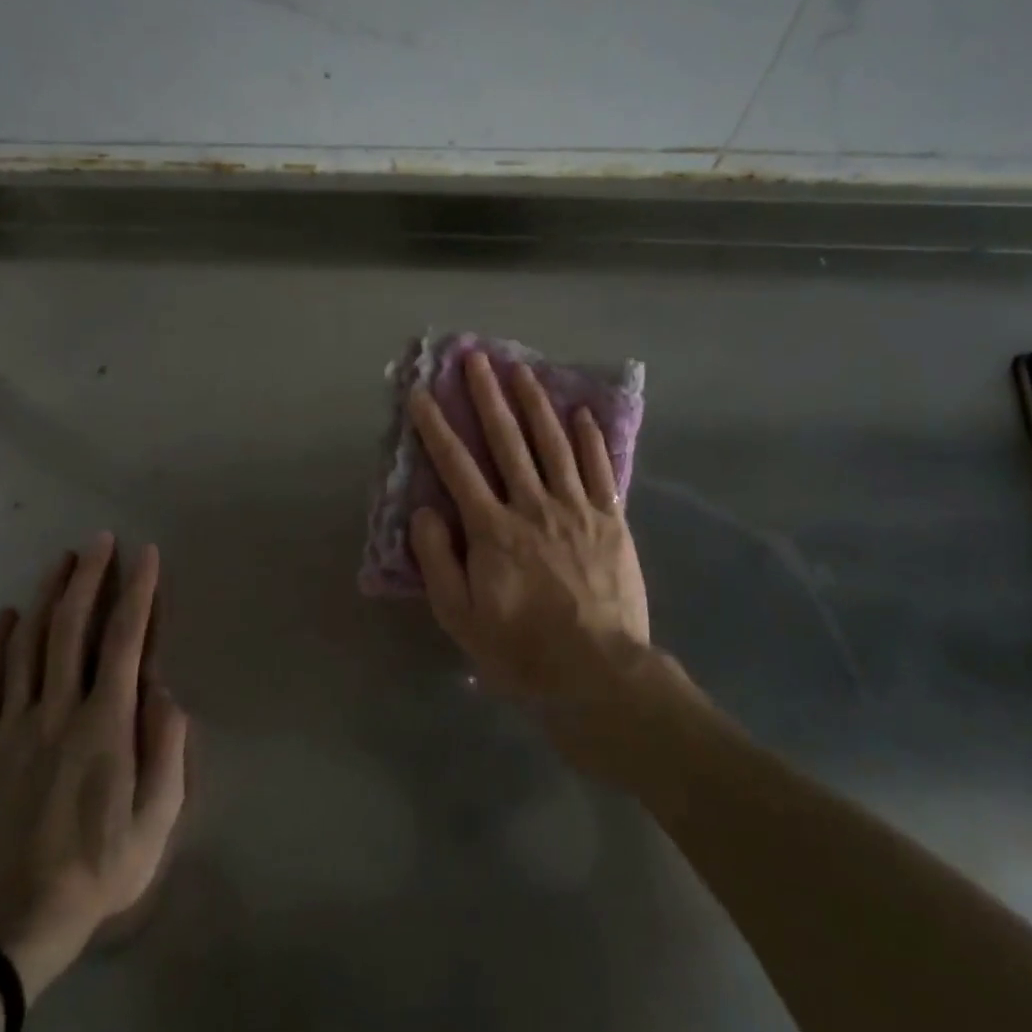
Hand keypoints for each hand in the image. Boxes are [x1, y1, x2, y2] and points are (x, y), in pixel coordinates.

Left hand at [0, 534, 188, 997]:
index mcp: (107, 723)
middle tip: (100, 540)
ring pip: (30, 646)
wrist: (23, 916)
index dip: (138, 592)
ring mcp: (18, 726)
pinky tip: (5, 614)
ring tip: (62, 559)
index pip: (126, 640)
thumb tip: (164, 689)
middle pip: (72, 629)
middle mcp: (60, 711)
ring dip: (47, 597)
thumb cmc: (106, 862)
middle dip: (88, 578)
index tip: (146, 554)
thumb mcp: (160, 812)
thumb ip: (167, 744)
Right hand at [408, 351, 656, 769]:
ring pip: (552, 444)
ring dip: (535, 403)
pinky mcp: (610, 520)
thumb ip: (439, 559)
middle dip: (487, 396)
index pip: (456, 466)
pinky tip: (580, 414)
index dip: (436, 427)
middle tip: (475, 358)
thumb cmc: (520, 649)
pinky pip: (598, 470)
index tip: (421, 393)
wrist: (597, 673)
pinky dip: (589, 439)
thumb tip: (425, 511)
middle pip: (506, 440)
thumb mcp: (459, 616)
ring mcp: (576, 509)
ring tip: (521, 370)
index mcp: (492, 528)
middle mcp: (532, 505)